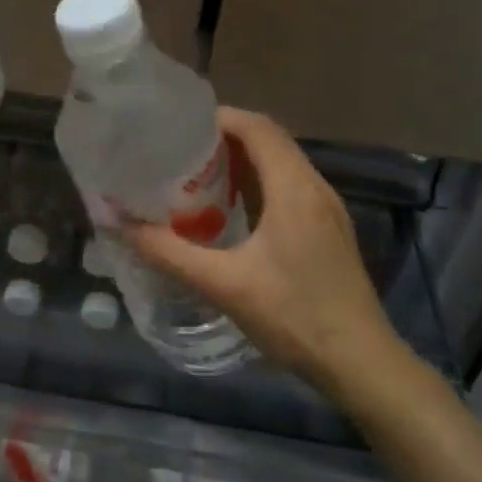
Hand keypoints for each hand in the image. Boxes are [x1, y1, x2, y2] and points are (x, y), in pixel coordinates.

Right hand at [125, 109, 405, 397]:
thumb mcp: (223, 285)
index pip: (258, 128)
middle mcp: (315, 188)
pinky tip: (229, 213)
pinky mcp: (328, 231)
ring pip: (281, 166)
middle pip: (269, 142)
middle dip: (223, 139)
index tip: (177, 127)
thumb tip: (121, 225)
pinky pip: (289, 189)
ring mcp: (326, 210)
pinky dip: (257, 185)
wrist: (360, 362)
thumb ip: (169, 253)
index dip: (219, 118)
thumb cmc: (294, 316)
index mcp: (294, 189)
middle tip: (178, 153)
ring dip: (240, 163)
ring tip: (195, 177)